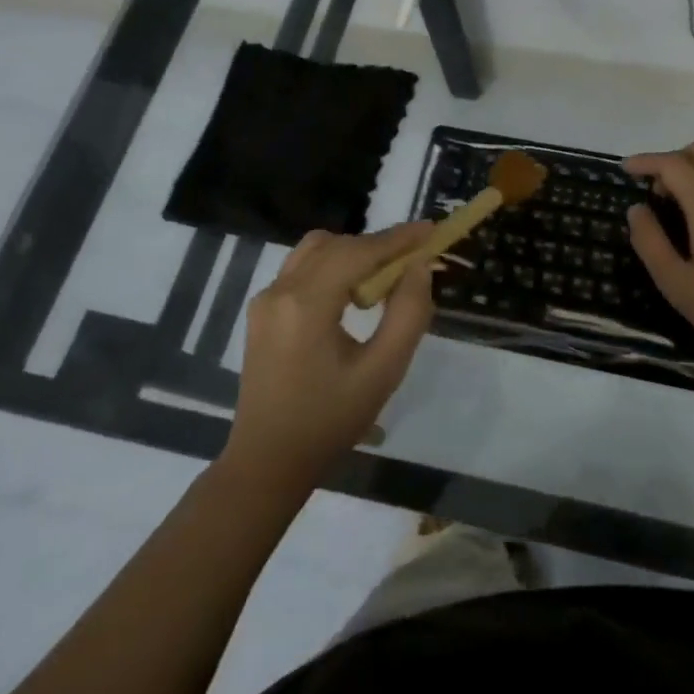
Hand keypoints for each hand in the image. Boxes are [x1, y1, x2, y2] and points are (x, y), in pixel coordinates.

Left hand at [228, 222, 436, 485]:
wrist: (268, 462)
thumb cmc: (330, 421)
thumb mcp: (383, 371)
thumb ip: (408, 314)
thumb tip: (419, 267)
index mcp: (307, 304)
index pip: (359, 252)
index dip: (398, 238)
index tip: (432, 230)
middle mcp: (280, 291)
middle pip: (337, 245)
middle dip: (379, 245)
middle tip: (416, 258)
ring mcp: (265, 300)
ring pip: (316, 251)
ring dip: (354, 253)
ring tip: (385, 276)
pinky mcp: (262, 312)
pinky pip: (302, 269)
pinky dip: (334, 266)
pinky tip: (353, 293)